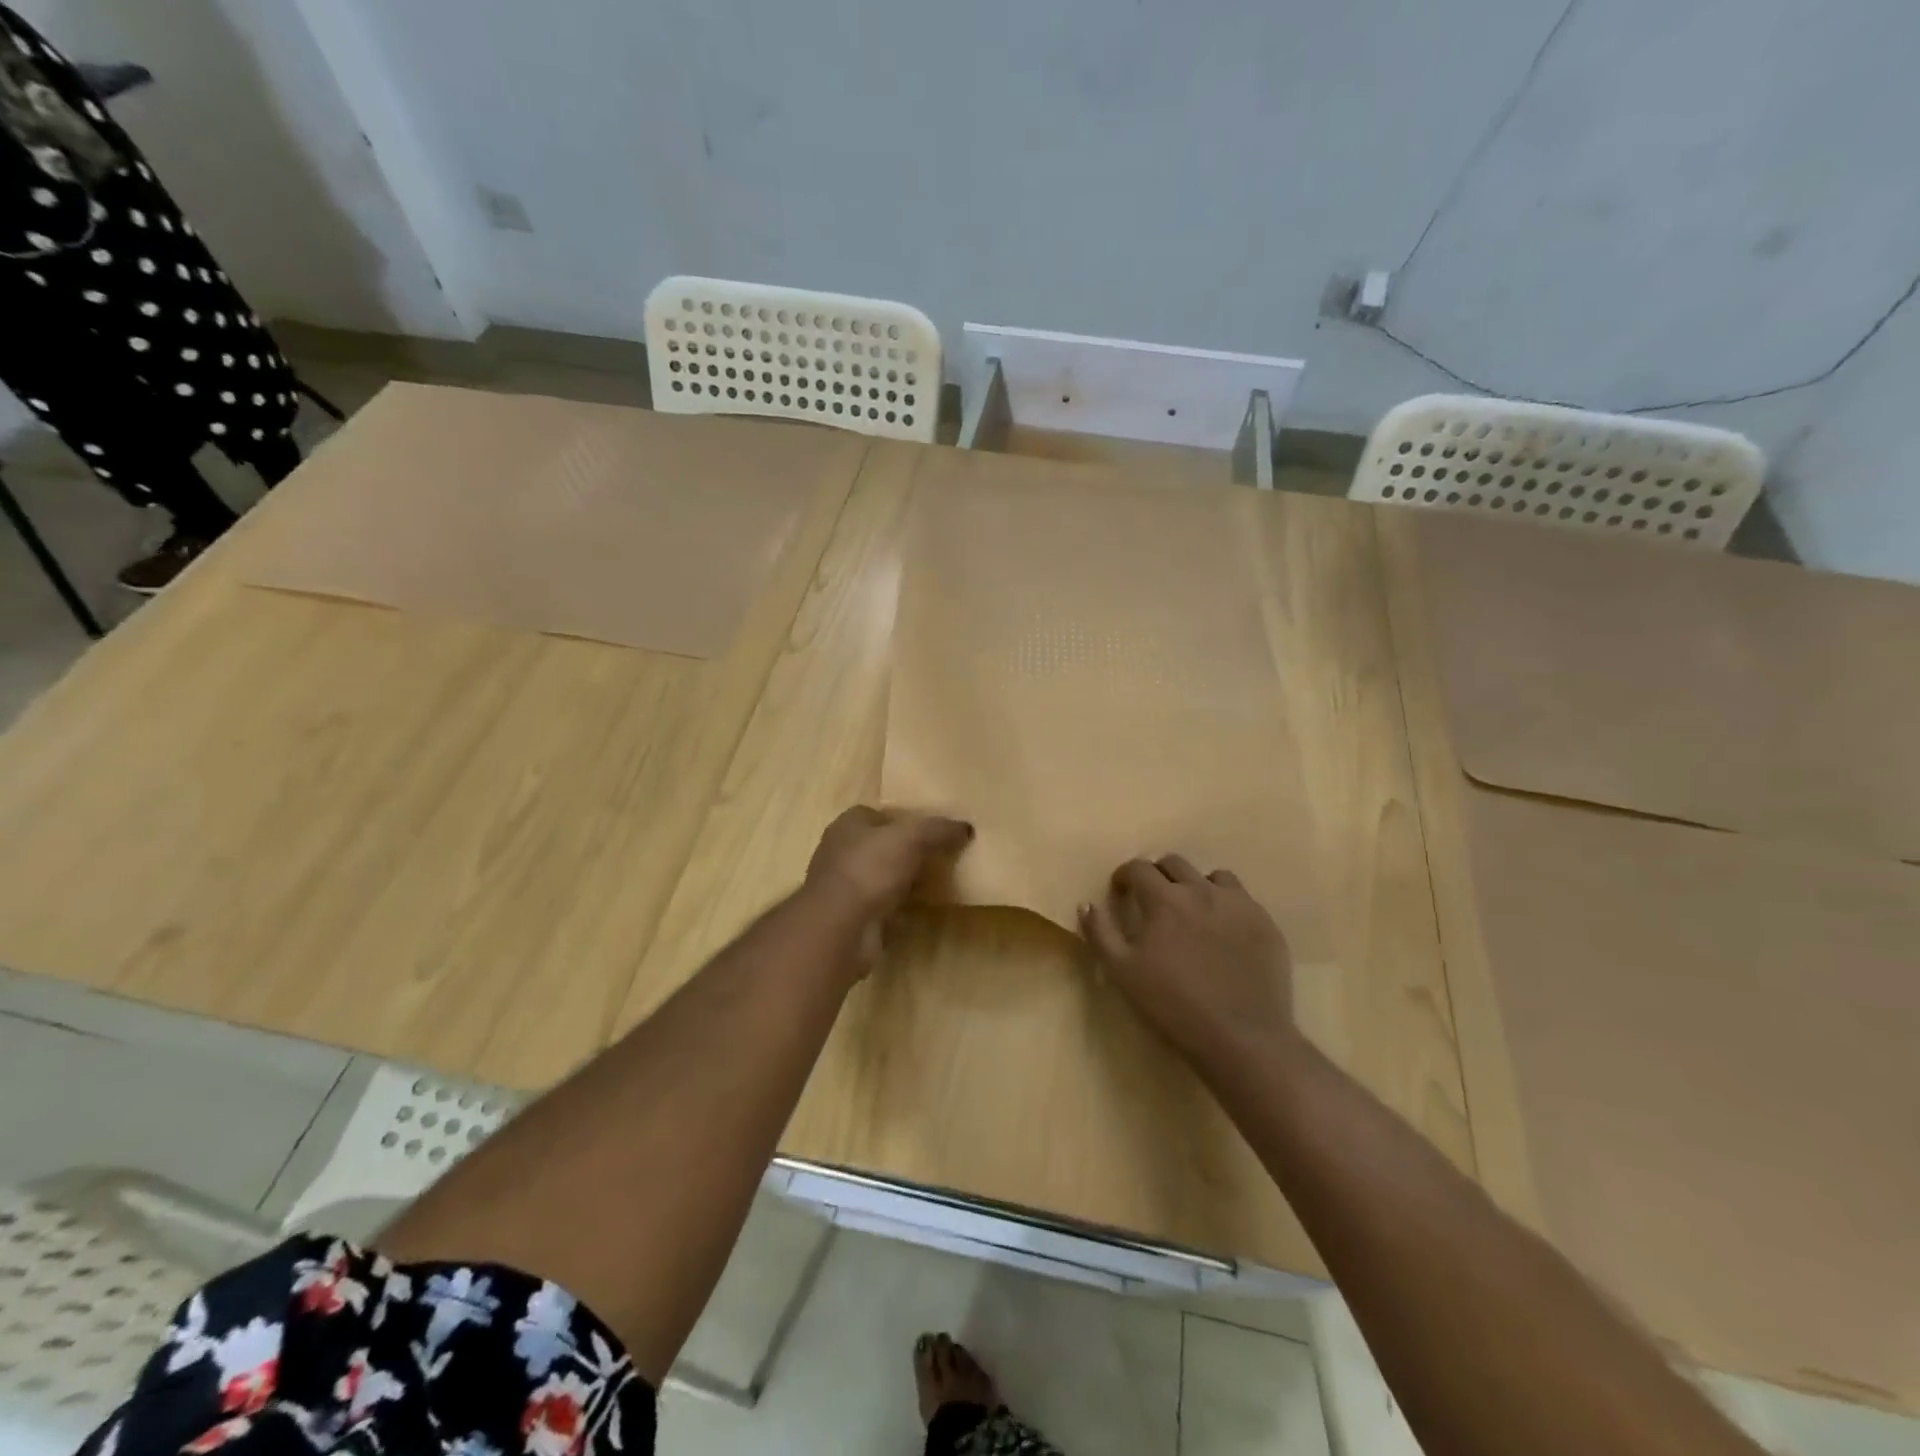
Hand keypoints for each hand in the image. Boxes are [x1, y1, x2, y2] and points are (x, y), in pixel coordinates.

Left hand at [805, 806, 972, 924]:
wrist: (840, 927)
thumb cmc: (870, 869)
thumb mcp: (912, 838)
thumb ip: (939, 829)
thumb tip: (966, 827)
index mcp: (848, 824)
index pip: (878, 814)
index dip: (904, 821)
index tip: (931, 832)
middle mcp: (840, 851)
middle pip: (880, 846)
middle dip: (905, 852)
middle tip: (938, 858)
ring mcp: (842, 886)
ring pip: (880, 877)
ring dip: (901, 881)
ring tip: (933, 884)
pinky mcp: (849, 916)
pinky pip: (879, 905)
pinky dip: (896, 908)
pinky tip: (917, 911)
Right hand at [1079, 856, 1297, 1070]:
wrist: (1242, 1037)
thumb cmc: (1173, 1005)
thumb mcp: (1122, 972)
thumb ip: (1100, 933)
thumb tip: (1087, 904)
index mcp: (1165, 899)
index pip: (1139, 868)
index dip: (1124, 876)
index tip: (1120, 891)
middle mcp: (1202, 890)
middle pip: (1175, 864)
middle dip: (1158, 875)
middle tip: (1153, 900)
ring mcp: (1239, 905)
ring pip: (1212, 876)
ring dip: (1196, 885)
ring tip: (1192, 911)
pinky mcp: (1266, 924)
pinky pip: (1242, 899)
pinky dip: (1226, 905)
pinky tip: (1224, 932)